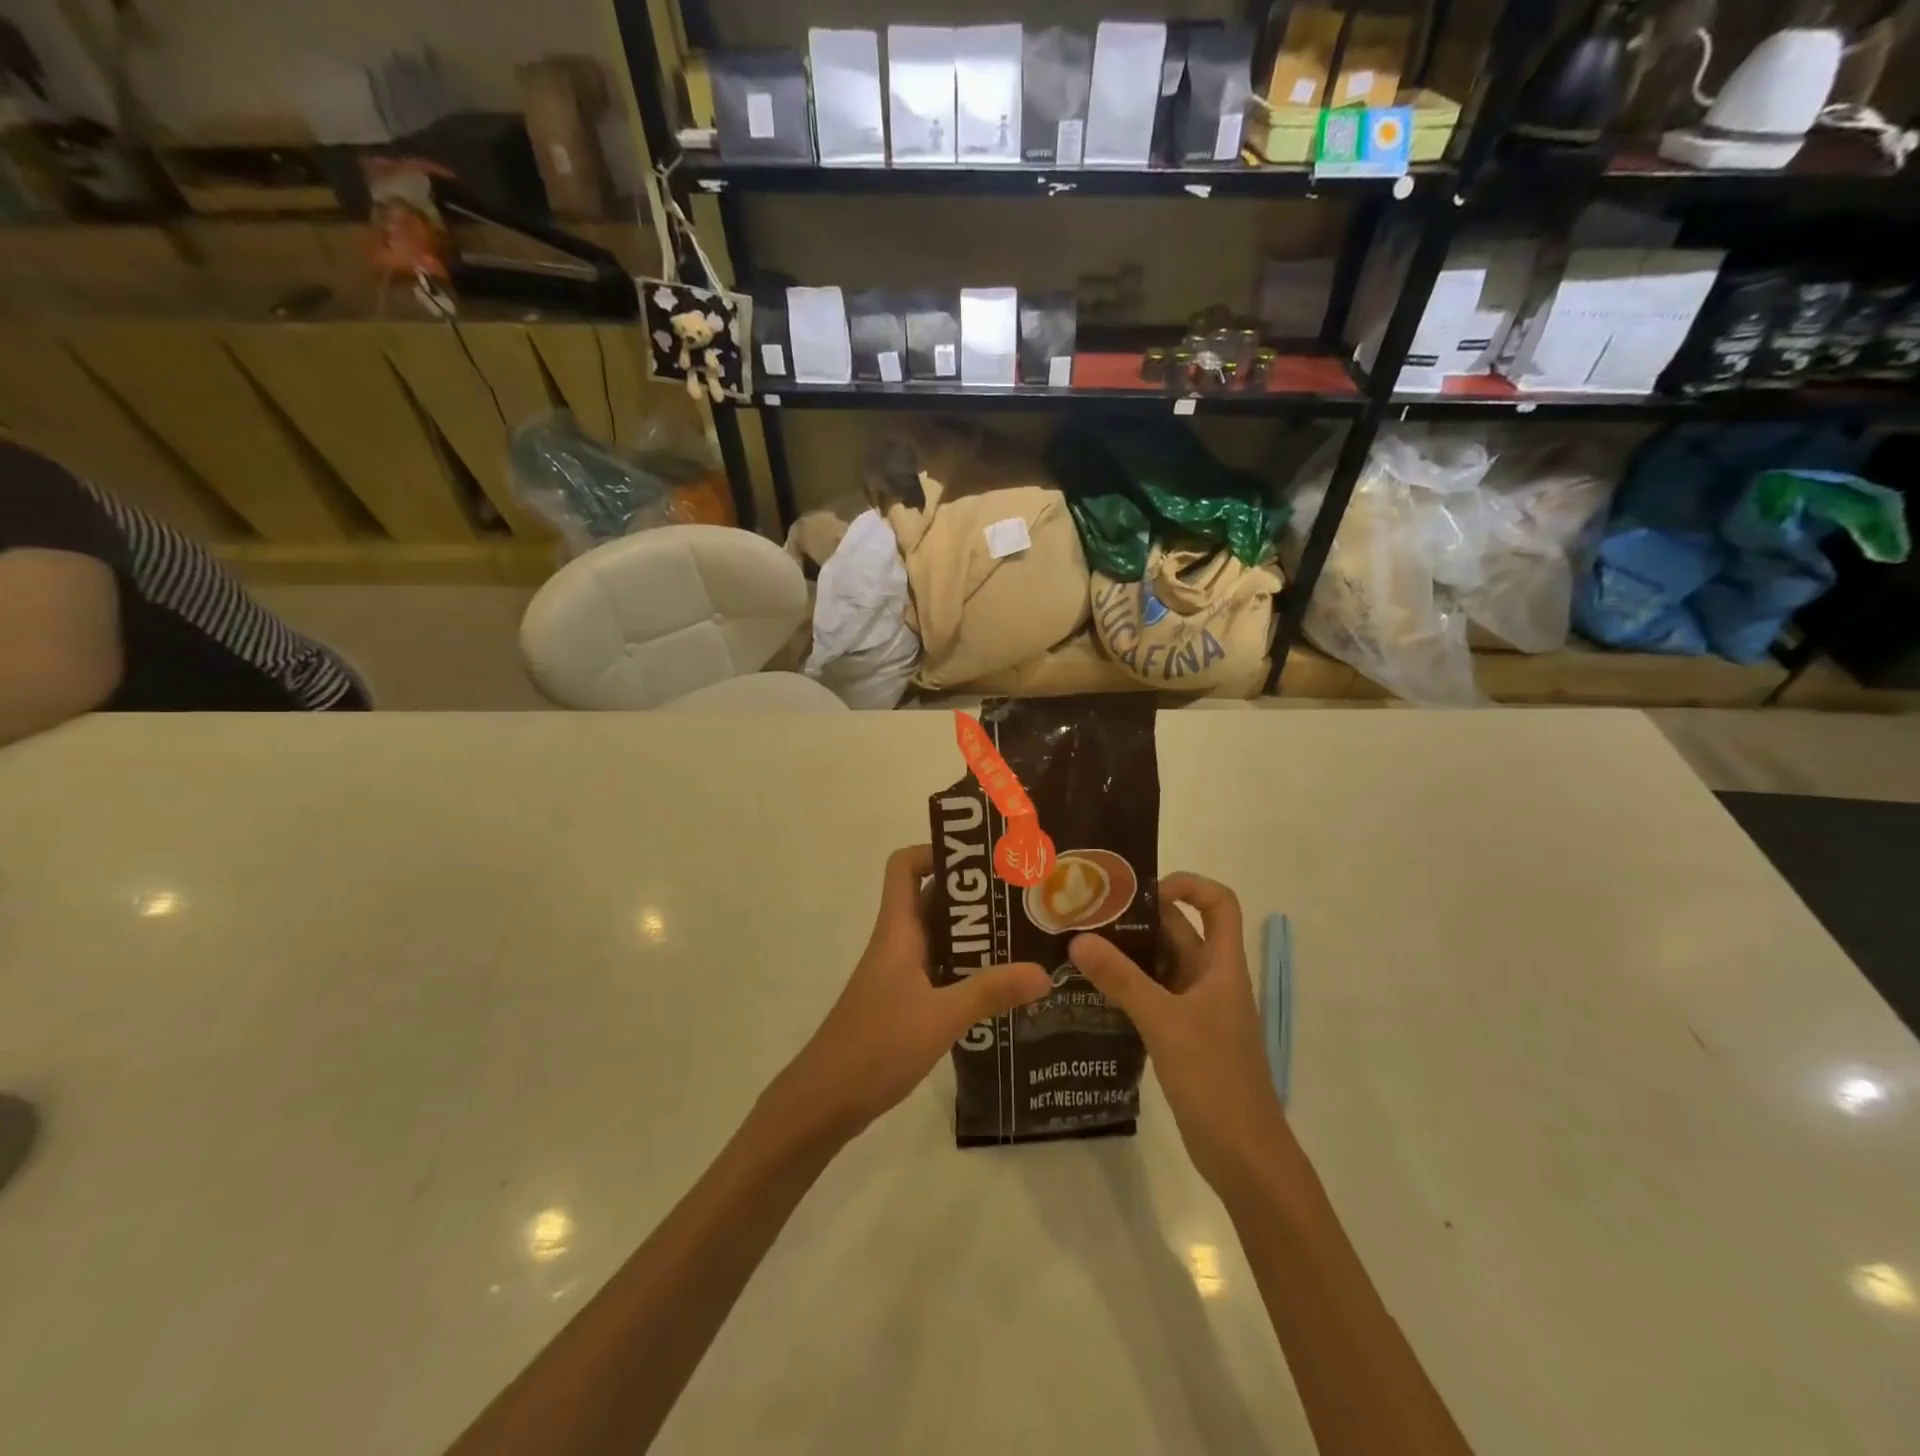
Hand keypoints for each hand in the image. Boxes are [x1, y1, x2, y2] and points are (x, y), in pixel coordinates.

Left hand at [770, 846, 1050, 1145]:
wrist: (825, 1101)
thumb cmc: (875, 1046)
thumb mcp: (940, 1017)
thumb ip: (990, 992)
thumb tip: (1044, 971)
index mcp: (898, 930)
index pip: (905, 866)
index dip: (937, 851)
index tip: (983, 860)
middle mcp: (898, 943)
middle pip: (934, 899)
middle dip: (976, 895)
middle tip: (1024, 899)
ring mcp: (900, 974)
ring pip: (941, 938)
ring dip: (977, 935)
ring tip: (1025, 939)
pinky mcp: (904, 1002)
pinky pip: (941, 971)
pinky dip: (969, 970)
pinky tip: (1003, 988)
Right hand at [1069, 874, 1284, 1193]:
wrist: (1244, 1154)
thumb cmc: (1215, 1078)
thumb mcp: (1164, 1022)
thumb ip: (1121, 979)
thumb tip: (1078, 939)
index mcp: (1222, 966)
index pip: (1218, 903)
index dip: (1187, 885)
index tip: (1141, 892)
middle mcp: (1211, 979)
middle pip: (1179, 931)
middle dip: (1137, 918)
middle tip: (1087, 915)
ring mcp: (1197, 1008)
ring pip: (1161, 965)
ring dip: (1127, 954)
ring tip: (1079, 947)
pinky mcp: (1183, 1035)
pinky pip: (1153, 996)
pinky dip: (1127, 987)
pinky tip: (1091, 992)